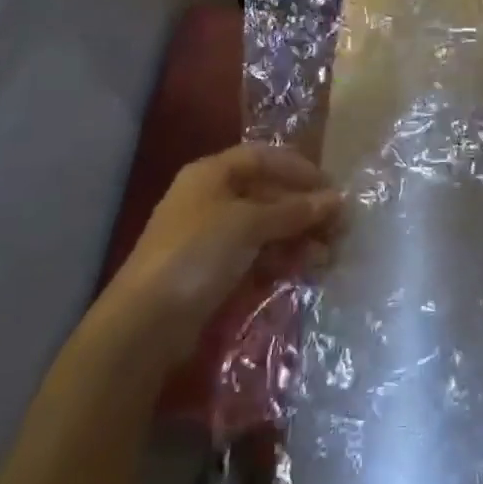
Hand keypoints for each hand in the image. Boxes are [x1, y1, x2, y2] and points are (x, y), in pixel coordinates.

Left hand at [103, 144, 342, 333]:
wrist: (144, 326)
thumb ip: (294, 210)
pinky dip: (281, 260)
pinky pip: (256, 256)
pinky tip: (303, 271)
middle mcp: (211, 199)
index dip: (299, 169)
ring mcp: (211, 237)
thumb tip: (337, 200)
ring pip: (265, 228)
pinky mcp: (214, 272)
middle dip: (304, 209)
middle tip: (338, 228)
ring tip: (326, 255)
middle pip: (267, 194)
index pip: (264, 158)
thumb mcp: (249, 223)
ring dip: (298, 238)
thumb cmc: (197, 254)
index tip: (331, 188)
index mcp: (212, 174)